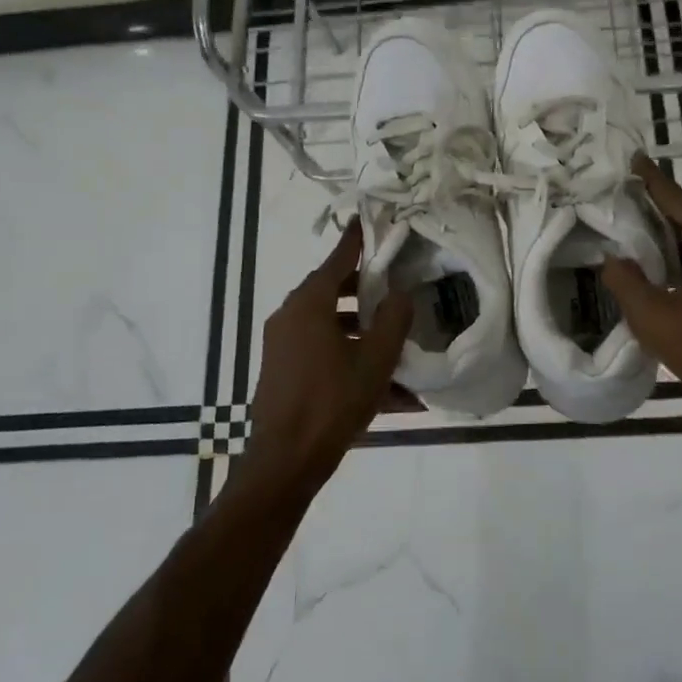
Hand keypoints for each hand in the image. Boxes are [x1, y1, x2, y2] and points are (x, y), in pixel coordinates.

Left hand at [244, 218, 413, 489]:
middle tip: (394, 287)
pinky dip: (347, 354)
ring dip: (359, 328)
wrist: (285, 461)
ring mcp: (282, 344)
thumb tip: (400, 294)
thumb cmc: (332, 402)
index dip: (356, 241)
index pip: (337, 260)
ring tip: (393, 342)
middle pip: (332, 290)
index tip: (368, 220)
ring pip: (328, 323)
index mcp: (309, 305)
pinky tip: (382, 385)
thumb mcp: (375, 361)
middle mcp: (290, 316)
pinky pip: (320, 350)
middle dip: (365, 289)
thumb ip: (393, 320)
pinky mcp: (282, 369)